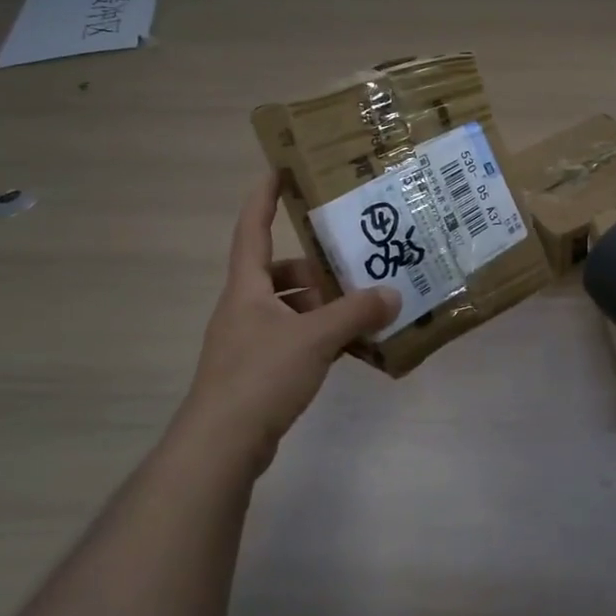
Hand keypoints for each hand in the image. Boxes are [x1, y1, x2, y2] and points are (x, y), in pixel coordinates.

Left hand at [176, 175, 396, 478]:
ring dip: (319, 306)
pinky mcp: (256, 372)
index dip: (262, 199)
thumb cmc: (260, 376)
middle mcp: (243, 309)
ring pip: (287, 309)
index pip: (251, 230)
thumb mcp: (314, 338)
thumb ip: (356, 313)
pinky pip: (292, 340)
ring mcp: (247, 342)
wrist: (221, 445)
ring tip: (358, 311)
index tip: (278, 170)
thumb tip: (393, 294)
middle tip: (349, 268)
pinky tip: (348, 348)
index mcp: (246, 289)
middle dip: (312, 268)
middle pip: (277, 273)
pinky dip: (317, 337)